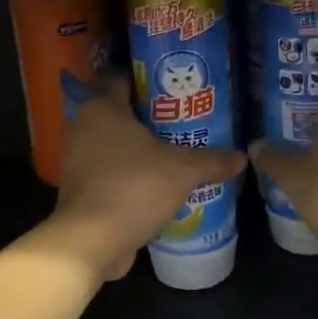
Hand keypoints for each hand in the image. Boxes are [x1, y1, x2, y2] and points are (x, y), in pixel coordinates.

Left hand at [45, 77, 246, 281]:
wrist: (90, 241)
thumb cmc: (133, 188)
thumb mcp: (182, 172)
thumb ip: (211, 160)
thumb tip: (241, 157)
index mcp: (102, 107)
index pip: (121, 77)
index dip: (147, 79)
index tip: (174, 88)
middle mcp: (83, 125)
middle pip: (118, 110)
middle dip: (148, 115)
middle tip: (181, 120)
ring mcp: (76, 157)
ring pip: (111, 141)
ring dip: (137, 146)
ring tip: (172, 150)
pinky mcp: (77, 186)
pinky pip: (106, 167)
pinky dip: (126, 170)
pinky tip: (153, 181)